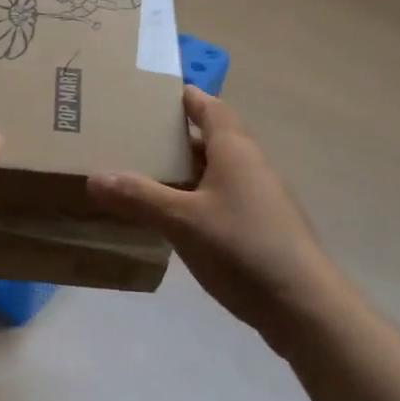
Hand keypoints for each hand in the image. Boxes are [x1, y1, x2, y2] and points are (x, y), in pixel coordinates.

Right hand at [88, 88, 350, 343]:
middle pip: (209, 138)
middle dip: (172, 135)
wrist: (304, 307)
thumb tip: (94, 176)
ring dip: (181, 170)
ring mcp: (258, 198)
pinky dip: (192, 197)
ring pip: (212, 171)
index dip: (182, 96)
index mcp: (234, 150)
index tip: (148, 93)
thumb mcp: (182, 221)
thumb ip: (138, 197)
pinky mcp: (259, 227)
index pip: (208, 106)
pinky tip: (169, 216)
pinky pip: (218, 198)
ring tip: (140, 174)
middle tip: (130, 135)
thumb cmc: (243, 248)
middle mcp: (249, 165)